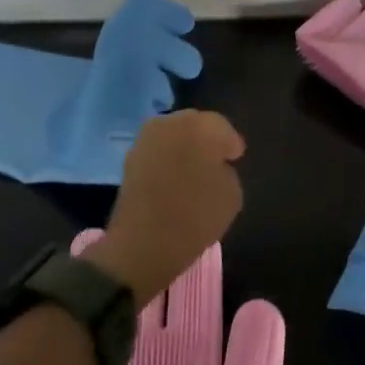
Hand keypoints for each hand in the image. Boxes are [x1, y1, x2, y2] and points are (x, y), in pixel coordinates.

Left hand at [89, 110, 245, 304]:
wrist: (144, 242)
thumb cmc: (196, 216)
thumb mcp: (232, 195)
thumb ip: (227, 171)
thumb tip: (215, 166)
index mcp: (202, 127)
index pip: (222, 128)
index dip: (231, 145)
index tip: (235, 159)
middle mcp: (172, 123)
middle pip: (195, 124)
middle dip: (206, 140)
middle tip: (215, 162)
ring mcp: (146, 138)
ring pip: (173, 135)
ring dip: (183, 147)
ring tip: (193, 171)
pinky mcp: (129, 157)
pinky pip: (157, 151)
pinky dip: (166, 159)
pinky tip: (173, 178)